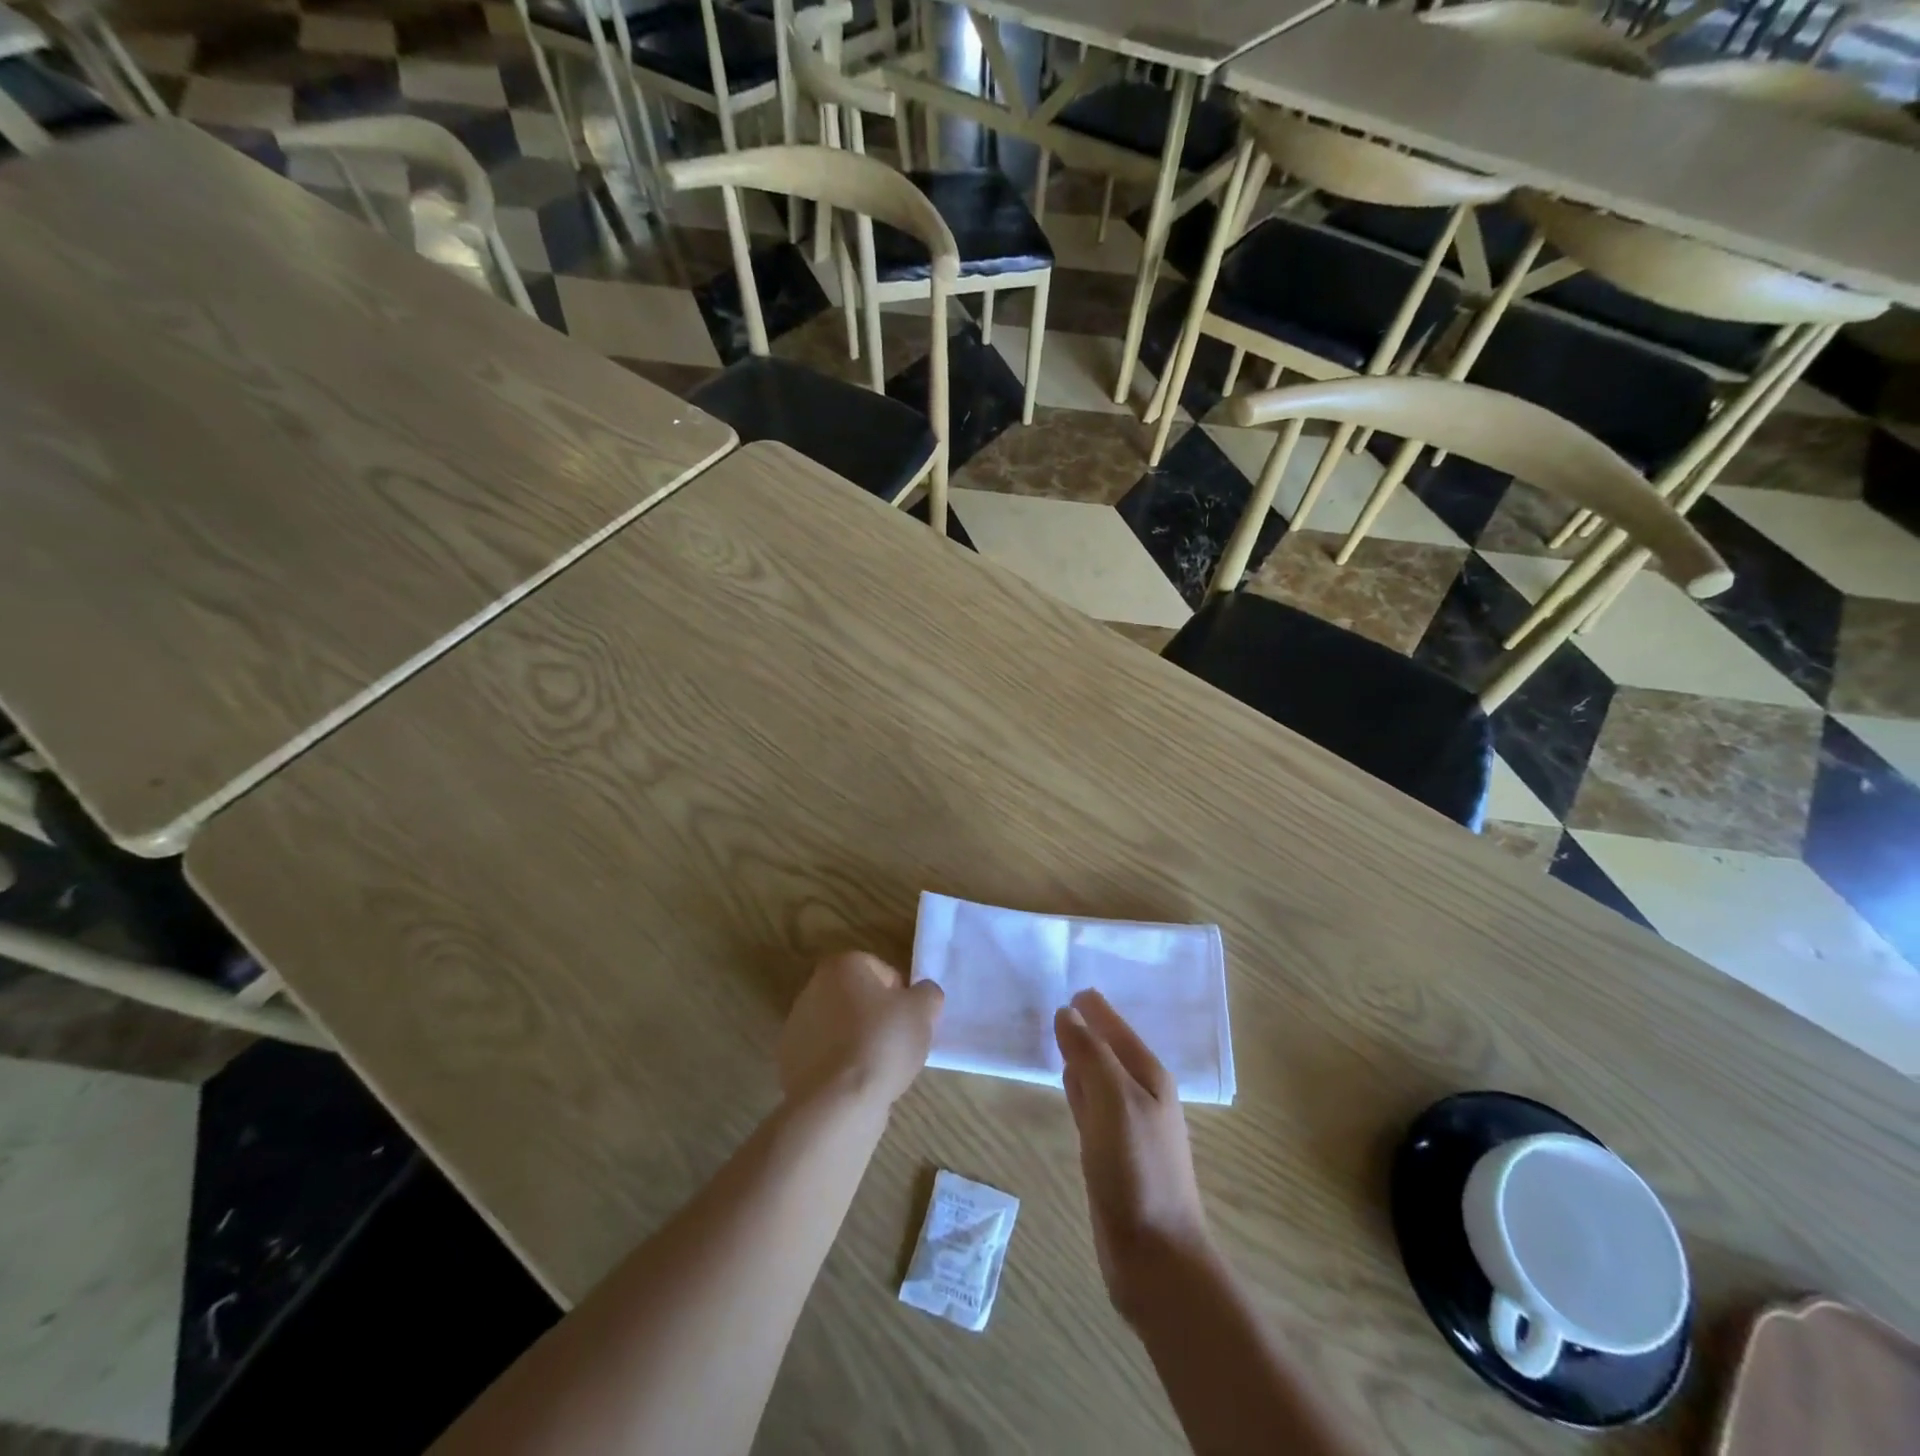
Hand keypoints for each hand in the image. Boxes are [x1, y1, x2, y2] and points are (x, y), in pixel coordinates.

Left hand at [778, 952, 943, 1109]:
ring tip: (879, 1070)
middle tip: (898, 1044)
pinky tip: (857, 1086)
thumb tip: (922, 995)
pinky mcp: (790, 1062)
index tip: (910, 1021)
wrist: (836, 1102)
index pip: (883, 971)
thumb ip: (927, 994)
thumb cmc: (881, 1043)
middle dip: (879, 1018)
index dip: (902, 996)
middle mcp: (812, 988)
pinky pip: (827, 1058)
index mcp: (841, 966)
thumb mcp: (923, 1010)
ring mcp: (796, 1027)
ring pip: (842, 1030)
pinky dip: (841, 1068)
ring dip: (860, 1043)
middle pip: (859, 999)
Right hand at [1054, 990, 1211, 1320]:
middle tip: (1057, 1001)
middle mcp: (1139, 1093)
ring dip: (1079, 1053)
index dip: (1093, 1006)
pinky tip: (1065, 1080)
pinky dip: (1076, 1085)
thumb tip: (1067, 1012)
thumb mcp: (1114, 1101)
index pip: (1115, 1026)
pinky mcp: (1110, 1150)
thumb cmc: (1138, 1171)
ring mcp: (1125, 1123)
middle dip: (1086, 1024)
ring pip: (1097, 1073)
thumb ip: (1090, 1054)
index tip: (1067, 982)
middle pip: (1107, 1046)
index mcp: (1149, 1075)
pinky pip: (1090, 1103)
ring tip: (1057, 1031)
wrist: (1155, 1257)